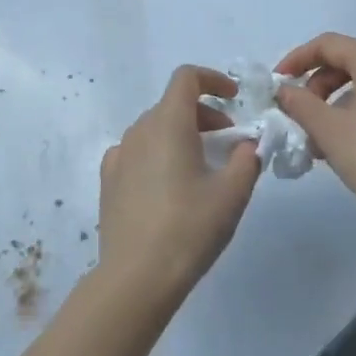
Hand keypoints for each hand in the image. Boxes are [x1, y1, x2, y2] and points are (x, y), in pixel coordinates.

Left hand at [98, 66, 261, 310]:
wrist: (136, 277)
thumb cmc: (189, 228)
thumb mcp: (232, 193)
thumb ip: (247, 158)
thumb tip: (247, 145)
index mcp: (168, 123)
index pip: (186, 77)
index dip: (212, 79)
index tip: (233, 98)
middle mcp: (139, 130)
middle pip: (173, 104)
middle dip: (204, 114)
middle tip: (227, 144)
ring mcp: (119, 155)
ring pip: (154, 128)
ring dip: (182, 134)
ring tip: (202, 167)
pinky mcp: (108, 180)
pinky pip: (137, 152)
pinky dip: (158, 154)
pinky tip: (169, 185)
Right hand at [276, 33, 355, 221]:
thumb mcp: (327, 128)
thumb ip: (299, 103)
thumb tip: (284, 91)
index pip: (328, 45)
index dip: (297, 59)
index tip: (277, 83)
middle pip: (345, 62)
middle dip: (315, 86)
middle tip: (298, 114)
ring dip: (331, 104)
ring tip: (315, 139)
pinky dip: (351, 113)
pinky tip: (339, 145)